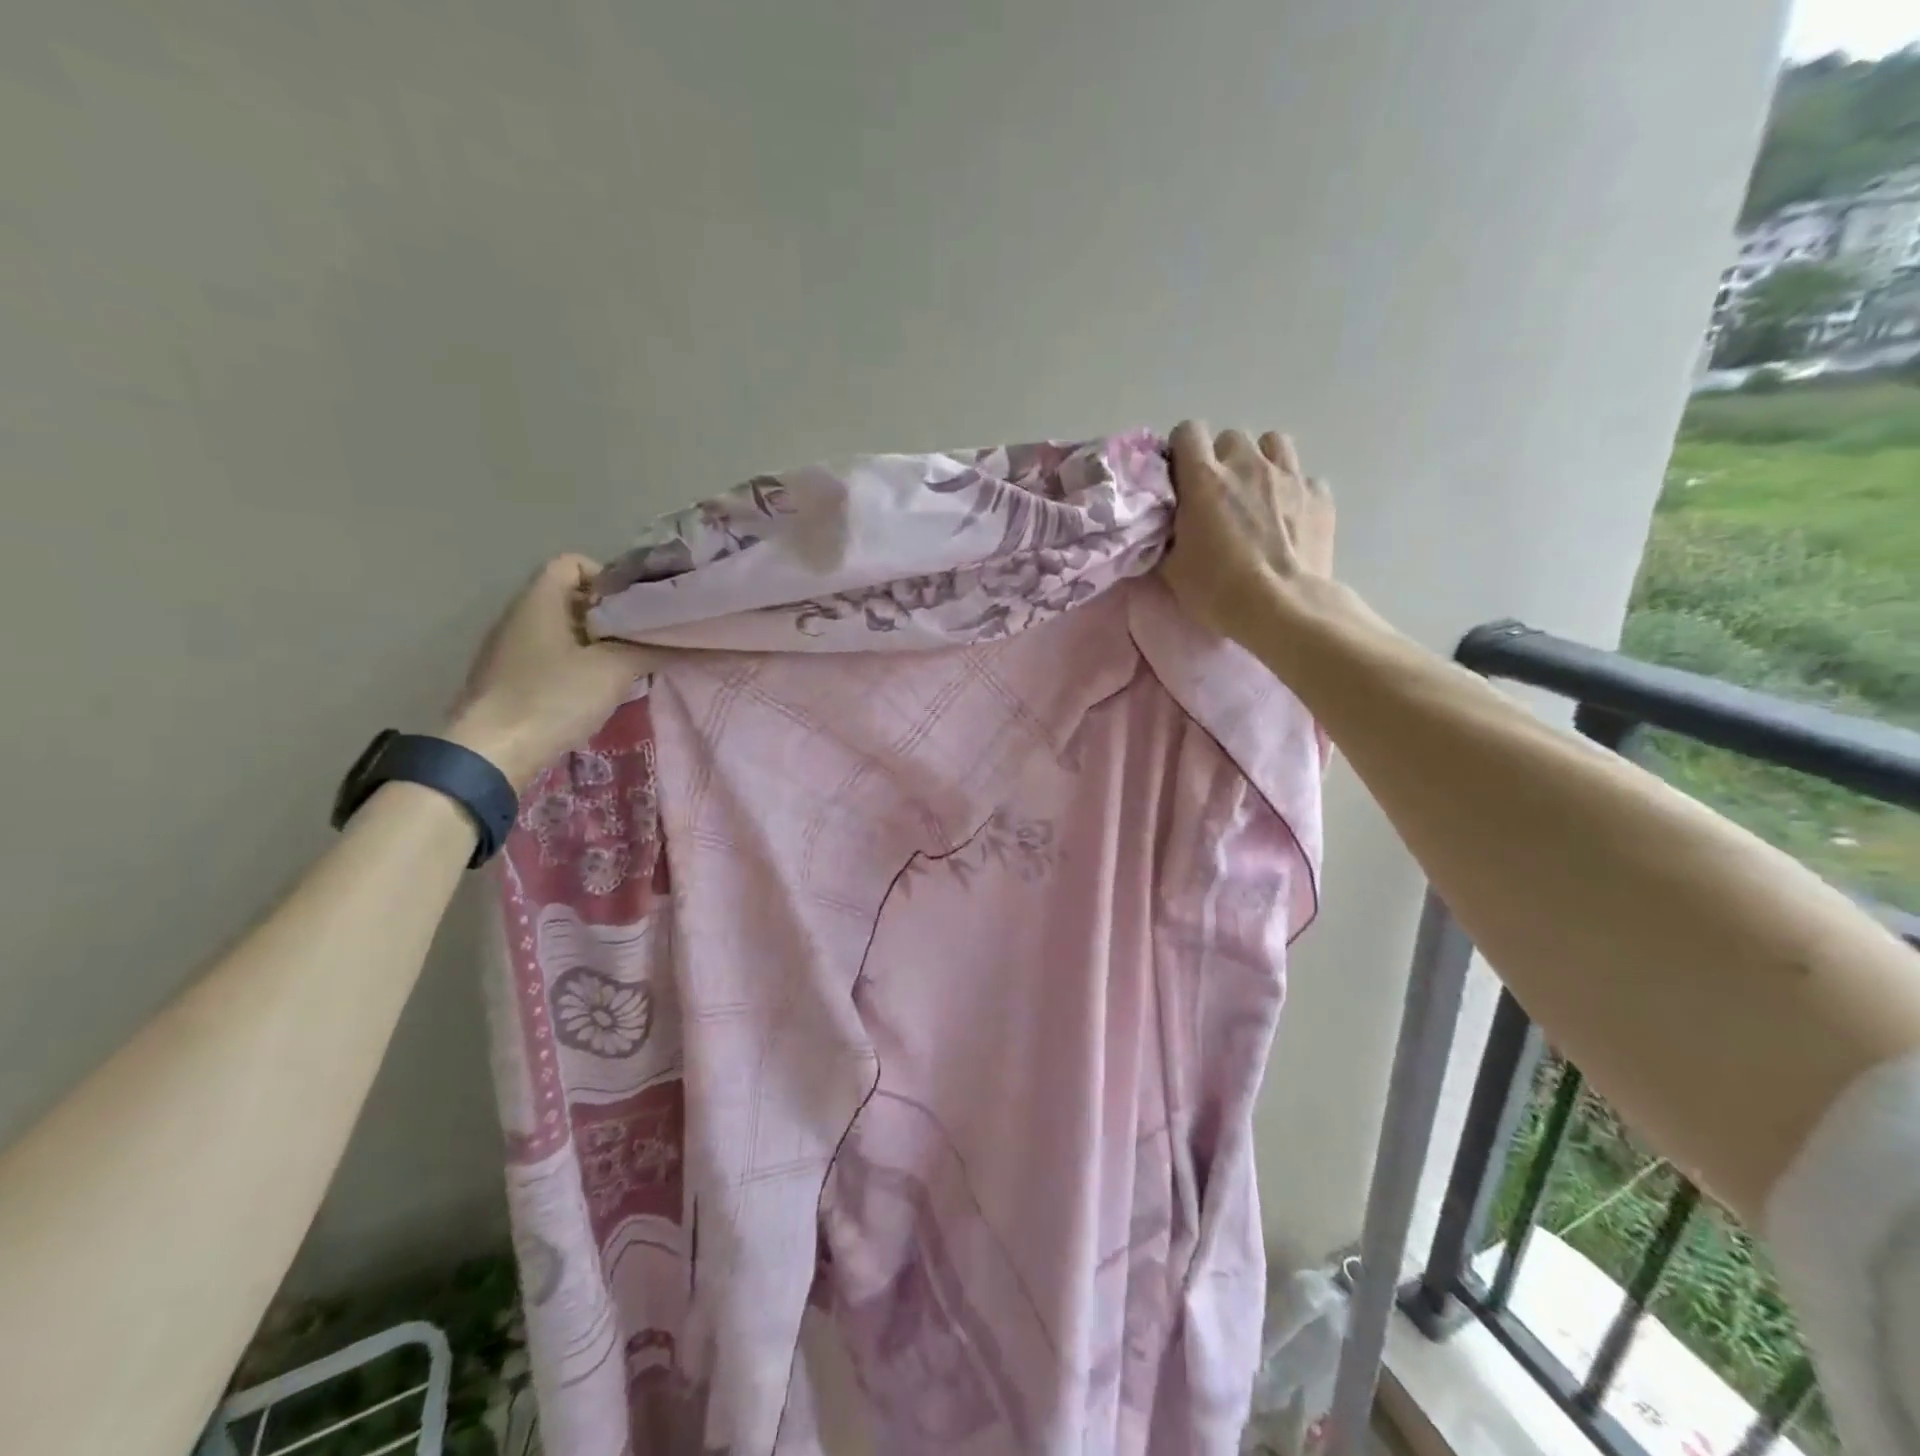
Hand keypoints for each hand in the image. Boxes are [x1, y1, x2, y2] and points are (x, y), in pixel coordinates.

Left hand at [443, 555, 656, 790]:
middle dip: (609, 615)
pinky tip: (597, 690)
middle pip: (571, 598)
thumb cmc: (553, 697)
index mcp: (540, 601)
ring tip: (626, 666)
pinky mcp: (510, 679)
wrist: (491, 753)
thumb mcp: (613, 670)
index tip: (635, 607)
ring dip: (596, 644)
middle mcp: (520, 617)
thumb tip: (685, 642)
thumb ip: (649, 650)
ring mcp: (511, 650)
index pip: (573, 563)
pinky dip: (578, 665)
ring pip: (563, 631)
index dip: (607, 577)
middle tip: (641, 638)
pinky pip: (551, 657)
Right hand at [1159, 421, 1336, 645]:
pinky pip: (1304, 478)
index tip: (1181, 477)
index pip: (1188, 431)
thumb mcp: (1172, 568)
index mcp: (1204, 479)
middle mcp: (1247, 465)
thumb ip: (1166, 535)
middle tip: (1219, 494)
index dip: (1182, 450)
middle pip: (1231, 437)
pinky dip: (1294, 492)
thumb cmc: (1218, 590)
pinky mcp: (1320, 496)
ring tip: (1257, 494)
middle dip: (1223, 459)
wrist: (1282, 609)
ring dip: (1261, 462)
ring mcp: (1289, 476)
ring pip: (1273, 444)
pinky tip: (1289, 517)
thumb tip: (1166, 525)